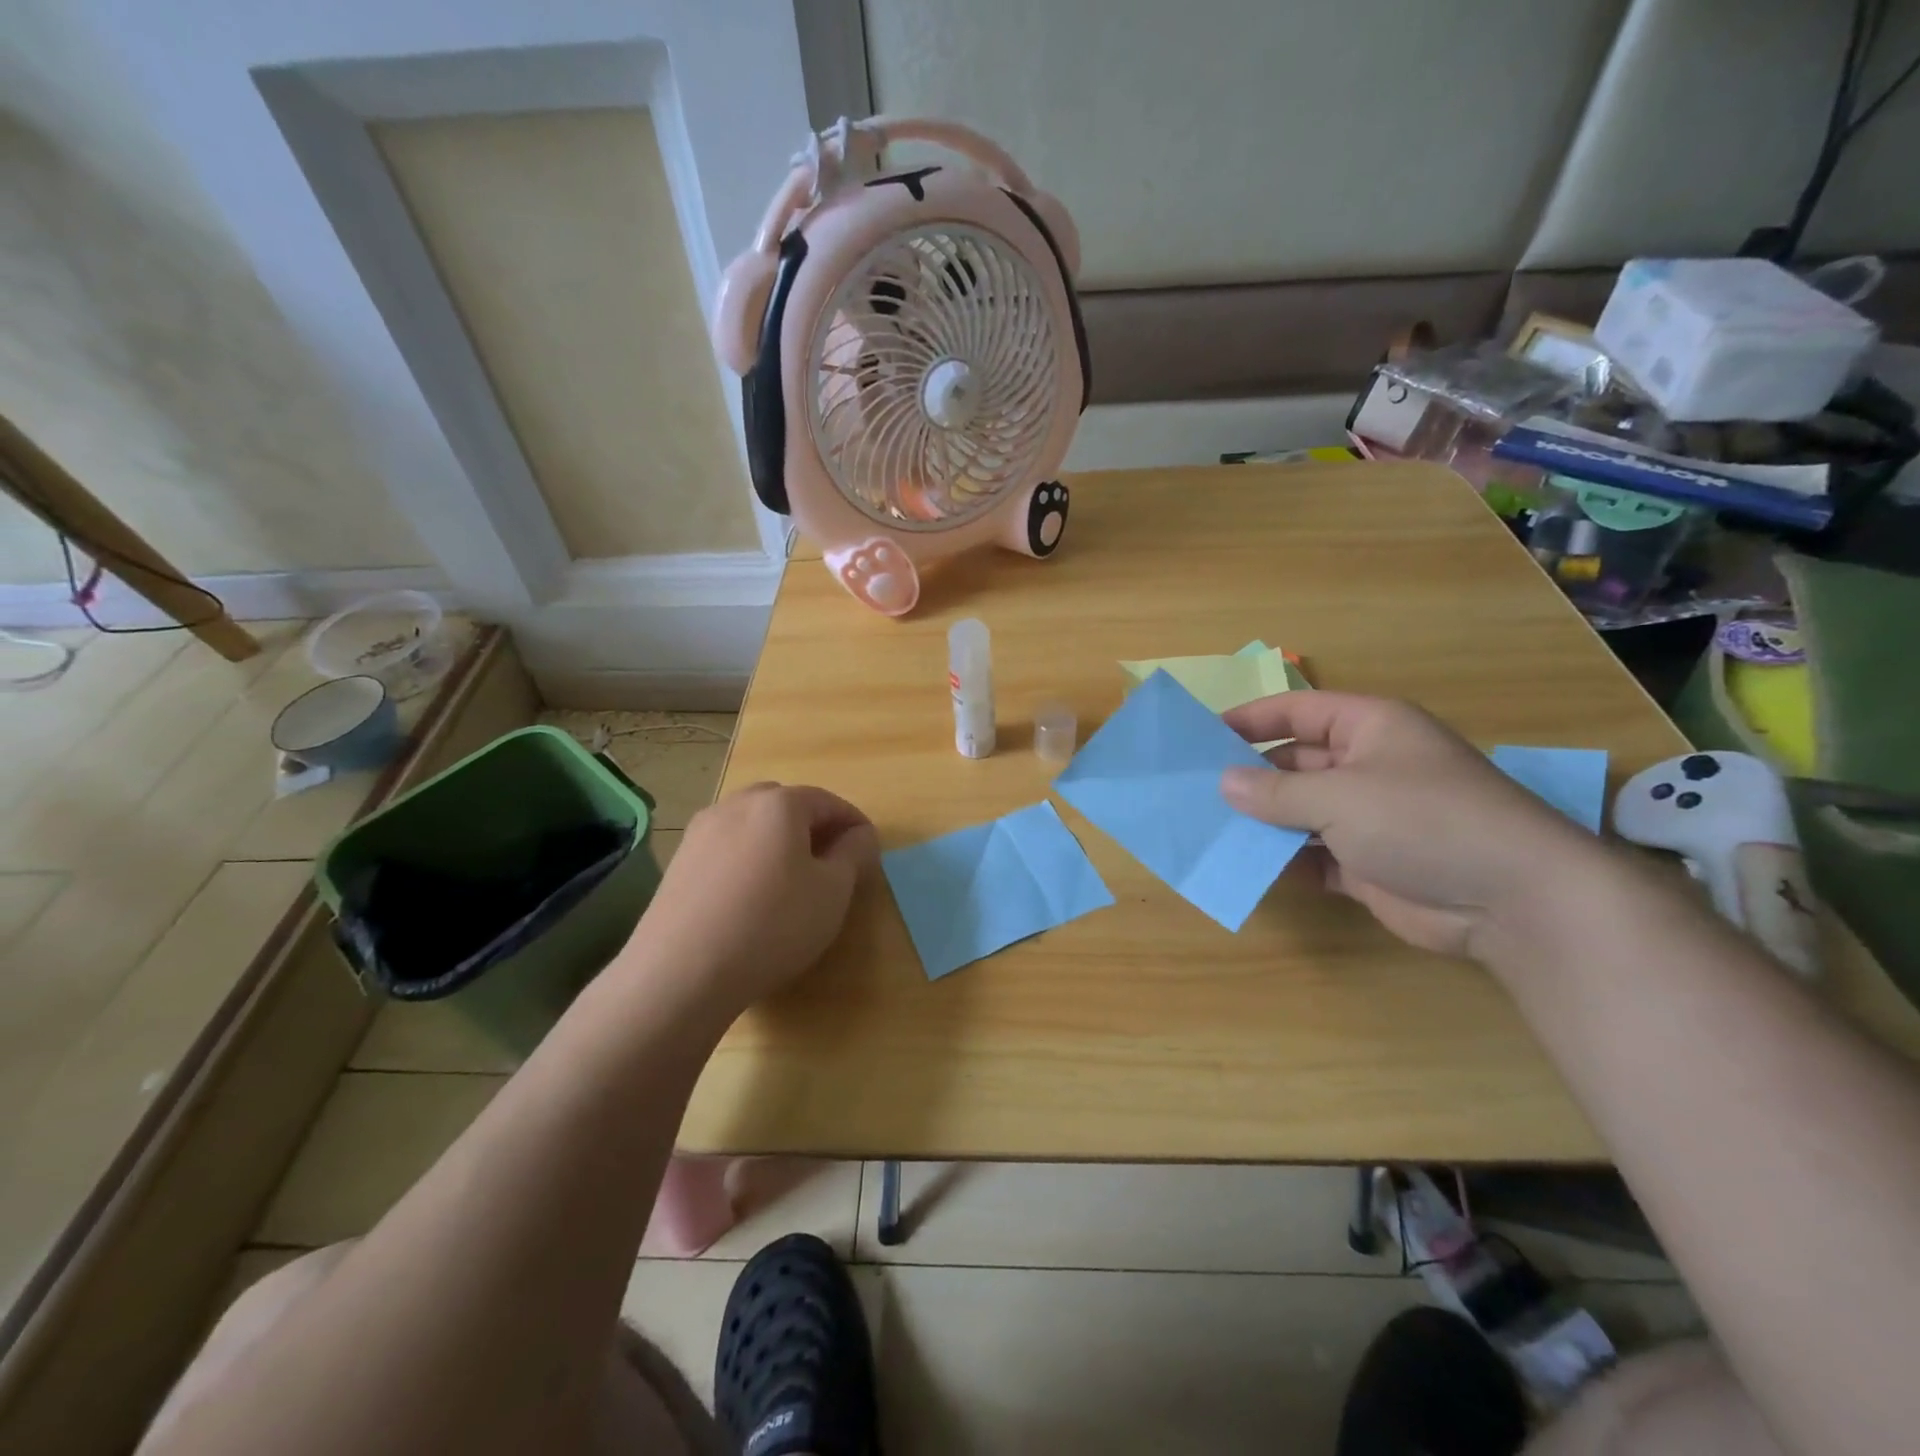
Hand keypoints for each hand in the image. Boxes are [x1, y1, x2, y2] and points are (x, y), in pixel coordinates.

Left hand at [619, 782, 878, 1021]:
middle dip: (812, 825)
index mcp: (779, 804)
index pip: (827, 801)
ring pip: (751, 824)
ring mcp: (701, 831)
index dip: (853, 823)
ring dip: (777, 841)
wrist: (681, 972)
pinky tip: (751, 896)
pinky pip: (725, 848)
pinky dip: (747, 859)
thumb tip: (859, 834)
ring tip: (791, 879)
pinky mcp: (678, 861)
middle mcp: (737, 805)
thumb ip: (854, 854)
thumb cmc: (773, 924)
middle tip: (830, 861)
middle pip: (785, 805)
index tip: (868, 849)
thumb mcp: (833, 892)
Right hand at [1220, 693, 1601, 957]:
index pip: (1297, 711)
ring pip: (1301, 812)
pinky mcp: (1370, 863)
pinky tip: (1247, 867)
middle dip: (1250, 778)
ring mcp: (1370, 817)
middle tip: (1196, 792)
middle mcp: (1368, 766)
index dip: (1250, 719)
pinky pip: (1314, 855)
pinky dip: (1286, 861)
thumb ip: (1275, 792)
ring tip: (1209, 829)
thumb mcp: (1338, 797)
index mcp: (1369, 728)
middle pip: (1295, 763)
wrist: (1512, 900)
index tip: (1202, 736)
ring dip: (1263, 822)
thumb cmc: (1422, 820)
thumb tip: (1224, 783)